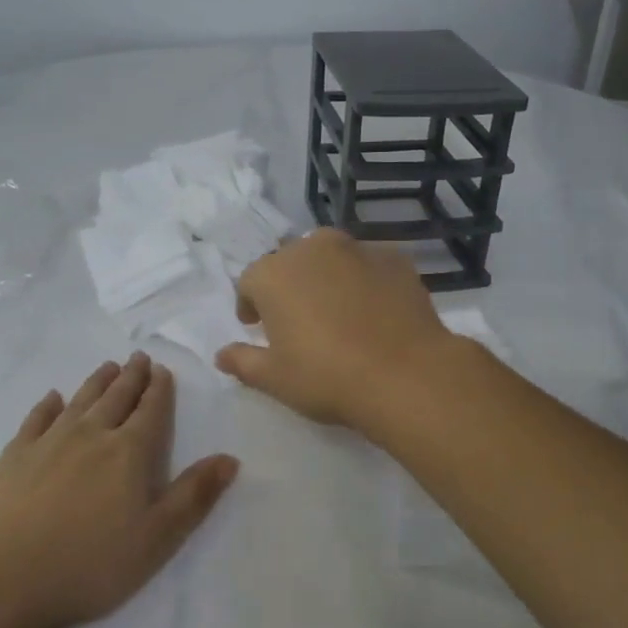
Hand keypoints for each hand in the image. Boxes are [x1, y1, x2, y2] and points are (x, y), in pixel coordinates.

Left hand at [0, 352, 237, 627]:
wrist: (0, 581)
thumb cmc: (89, 565)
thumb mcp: (157, 539)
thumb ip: (194, 496)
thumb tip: (230, 458)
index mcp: (129, 453)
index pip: (151, 411)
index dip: (159, 390)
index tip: (162, 371)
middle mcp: (91, 435)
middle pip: (116, 398)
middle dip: (131, 377)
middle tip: (138, 358)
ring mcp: (47, 443)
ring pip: (79, 401)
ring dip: (96, 382)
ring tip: (108, 367)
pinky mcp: (13, 457)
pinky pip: (35, 419)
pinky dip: (47, 405)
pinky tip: (52, 398)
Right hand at [214, 228, 457, 428]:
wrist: (405, 374)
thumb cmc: (327, 377)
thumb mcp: (274, 379)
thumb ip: (243, 361)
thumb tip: (221, 355)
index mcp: (274, 273)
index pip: (250, 282)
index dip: (250, 305)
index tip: (257, 327)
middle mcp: (313, 249)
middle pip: (291, 263)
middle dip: (289, 287)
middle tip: (298, 321)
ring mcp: (358, 250)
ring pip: (332, 258)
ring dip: (327, 278)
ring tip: (337, 313)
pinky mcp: (395, 259)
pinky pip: (369, 267)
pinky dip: (365, 282)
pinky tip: (374, 312)